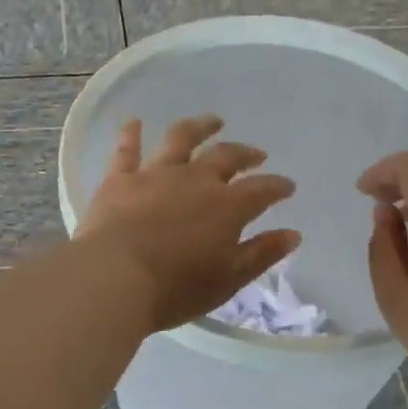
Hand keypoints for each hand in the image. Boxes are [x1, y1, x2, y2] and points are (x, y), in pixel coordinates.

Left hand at [78, 115, 299, 332]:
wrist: (114, 278)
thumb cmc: (176, 287)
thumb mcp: (228, 279)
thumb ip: (261, 254)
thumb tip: (293, 234)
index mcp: (227, 206)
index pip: (262, 190)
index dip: (278, 187)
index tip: (287, 186)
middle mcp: (195, 180)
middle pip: (226, 157)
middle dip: (245, 153)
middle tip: (256, 154)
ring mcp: (155, 174)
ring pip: (181, 139)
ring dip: (200, 127)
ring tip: (212, 121)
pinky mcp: (120, 179)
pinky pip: (127, 150)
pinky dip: (131, 134)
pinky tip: (134, 122)